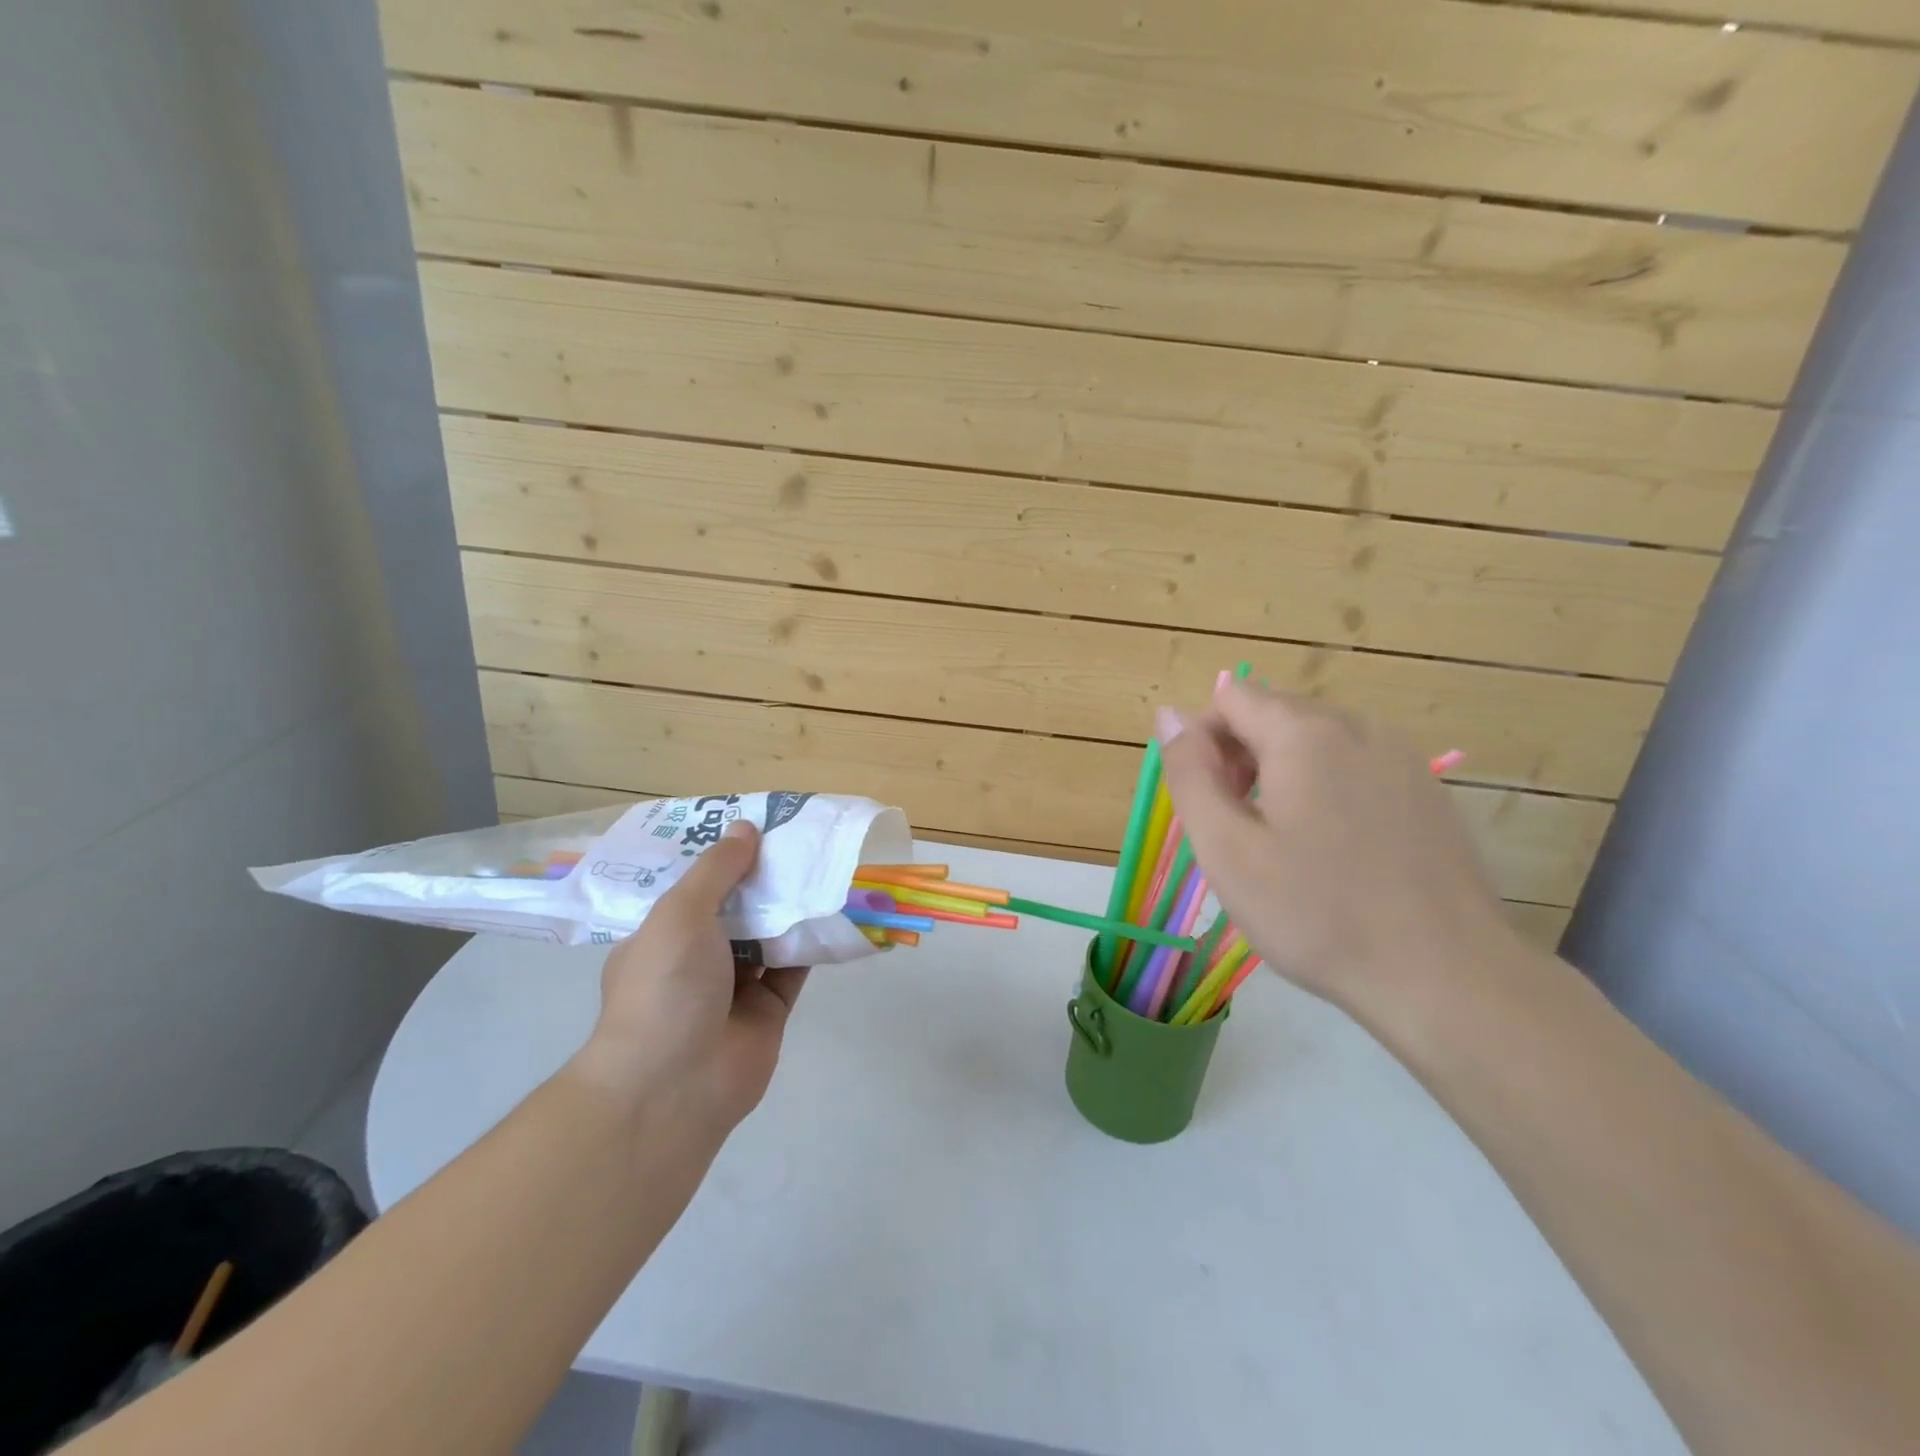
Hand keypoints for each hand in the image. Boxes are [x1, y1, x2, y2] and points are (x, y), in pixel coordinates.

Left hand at [569, 821, 807, 1135]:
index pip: (693, 887)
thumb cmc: (664, 987)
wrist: (675, 1085)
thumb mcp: (680, 913)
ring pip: (768, 936)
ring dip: (791, 907)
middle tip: (799, 839)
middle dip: (763, 878)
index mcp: (661, 936)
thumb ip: (717, 870)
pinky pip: (795, 967)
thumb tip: (746, 827)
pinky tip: (836, 909)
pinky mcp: (769, 1010)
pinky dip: (813, 942)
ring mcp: (733, 987)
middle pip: (736, 908)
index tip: (753, 826)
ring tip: (824, 863)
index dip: (722, 856)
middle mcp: (695, 960)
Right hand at [1156, 680, 1519, 1022]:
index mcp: (1304, 733)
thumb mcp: (1226, 848)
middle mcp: (1357, 726)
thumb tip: (1170, 714)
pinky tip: (1336, 851)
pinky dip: (1326, 789)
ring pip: (1315, 740)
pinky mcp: (1427, 790)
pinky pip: (1355, 766)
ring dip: (1282, 773)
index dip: (1203, 741)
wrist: (1446, 978)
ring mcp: (1401, 757)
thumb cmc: (1317, 913)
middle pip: (1274, 713)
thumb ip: (1189, 774)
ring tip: (1285, 845)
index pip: (1230, 696)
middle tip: (1241, 831)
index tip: (1210, 803)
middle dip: (1241, 757)